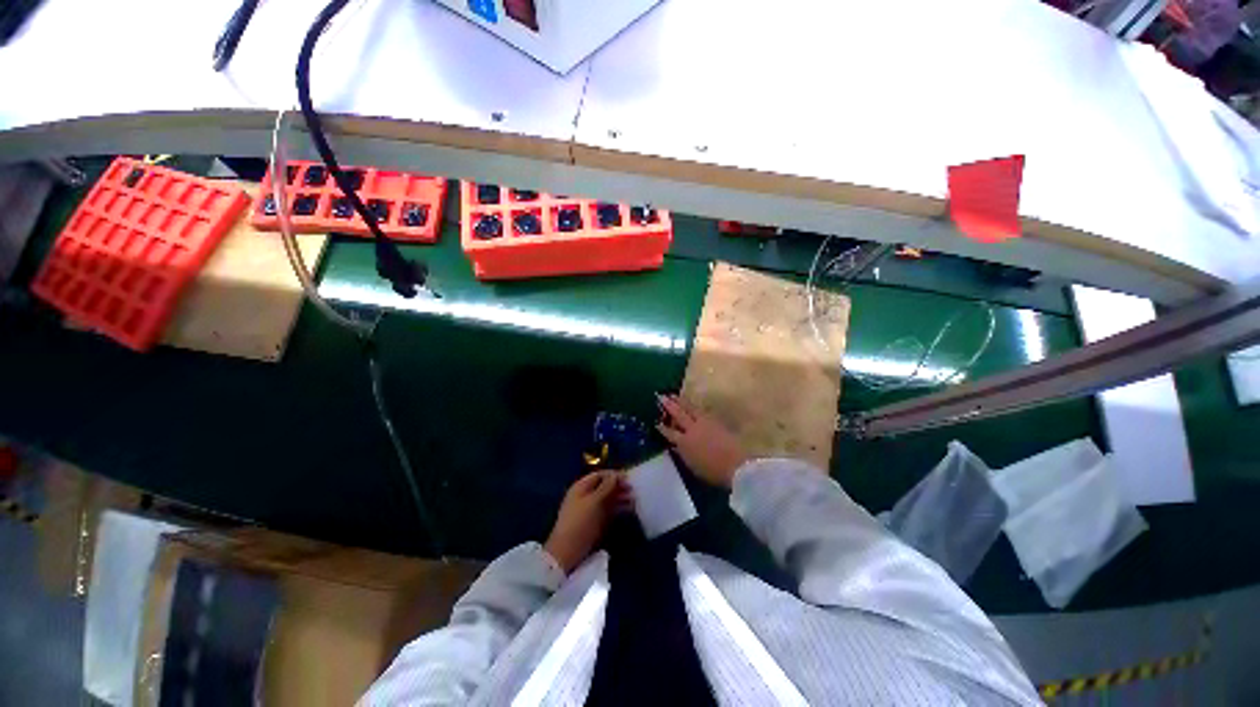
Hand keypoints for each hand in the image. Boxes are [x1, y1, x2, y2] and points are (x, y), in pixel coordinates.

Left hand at [544, 471, 628, 573]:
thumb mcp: (593, 502)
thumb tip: (616, 475)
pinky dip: (619, 509)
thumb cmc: (580, 522)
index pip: (599, 475)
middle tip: (634, 490)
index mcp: (581, 487)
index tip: (629, 478)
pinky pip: (609, 511)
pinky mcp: (595, 522)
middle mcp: (586, 495)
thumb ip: (606, 487)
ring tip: (635, 500)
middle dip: (619, 487)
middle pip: (605, 486)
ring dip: (621, 498)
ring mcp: (591, 509)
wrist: (567, 552)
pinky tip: (630, 510)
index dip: (614, 475)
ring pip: (608, 499)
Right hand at [656, 394, 748, 488]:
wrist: (736, 465)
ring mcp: (704, 423)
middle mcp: (692, 429)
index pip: (669, 433)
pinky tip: (690, 403)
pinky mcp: (715, 420)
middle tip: (661, 397)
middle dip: (668, 406)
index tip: (656, 422)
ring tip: (673, 395)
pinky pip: (700, 409)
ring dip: (680, 401)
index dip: (662, 428)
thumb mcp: (693, 466)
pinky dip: (693, 405)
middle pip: (678, 415)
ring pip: (689, 408)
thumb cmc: (713, 471)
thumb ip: (683, 454)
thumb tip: (676, 446)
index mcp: (684, 443)